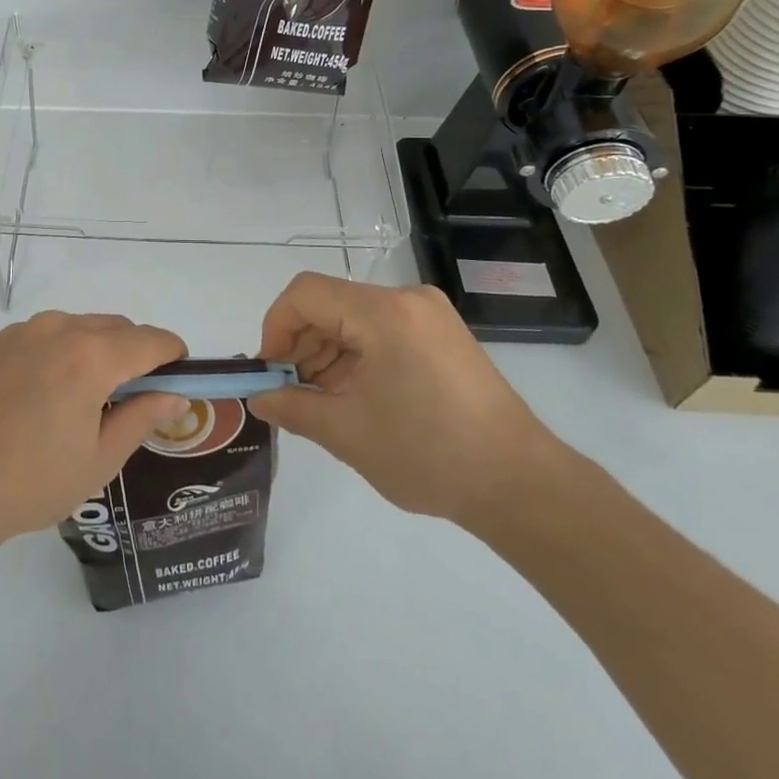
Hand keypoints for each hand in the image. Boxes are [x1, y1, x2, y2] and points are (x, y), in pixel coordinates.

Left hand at [0, 312, 190, 559]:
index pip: (150, 340)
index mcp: (91, 356)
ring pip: (82, 327)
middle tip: (135, 399)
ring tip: (89, 399)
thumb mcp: (98, 460)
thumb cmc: (29, 482)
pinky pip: (49, 334)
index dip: (173, 355)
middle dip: (136, 353)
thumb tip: (175, 395)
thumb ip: (142, 418)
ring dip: (100, 349)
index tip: (179, 377)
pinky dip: (65, 350)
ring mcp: (24, 331)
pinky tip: (50, 393)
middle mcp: (60, 329)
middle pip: (117, 328)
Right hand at [248, 273, 569, 530]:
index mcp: (385, 313)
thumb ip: (293, 408)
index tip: (270, 372)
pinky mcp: (441, 334)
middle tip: (290, 391)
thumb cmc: (429, 454)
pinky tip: (353, 394)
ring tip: (320, 400)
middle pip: (331, 303)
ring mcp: (429, 314)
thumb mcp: (349, 434)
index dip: (276, 327)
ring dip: (327, 351)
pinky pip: (382, 329)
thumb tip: (258, 397)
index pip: (306, 294)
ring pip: (354, 316)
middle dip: (300, 344)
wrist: (520, 484)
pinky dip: (356, 355)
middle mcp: (407, 299)